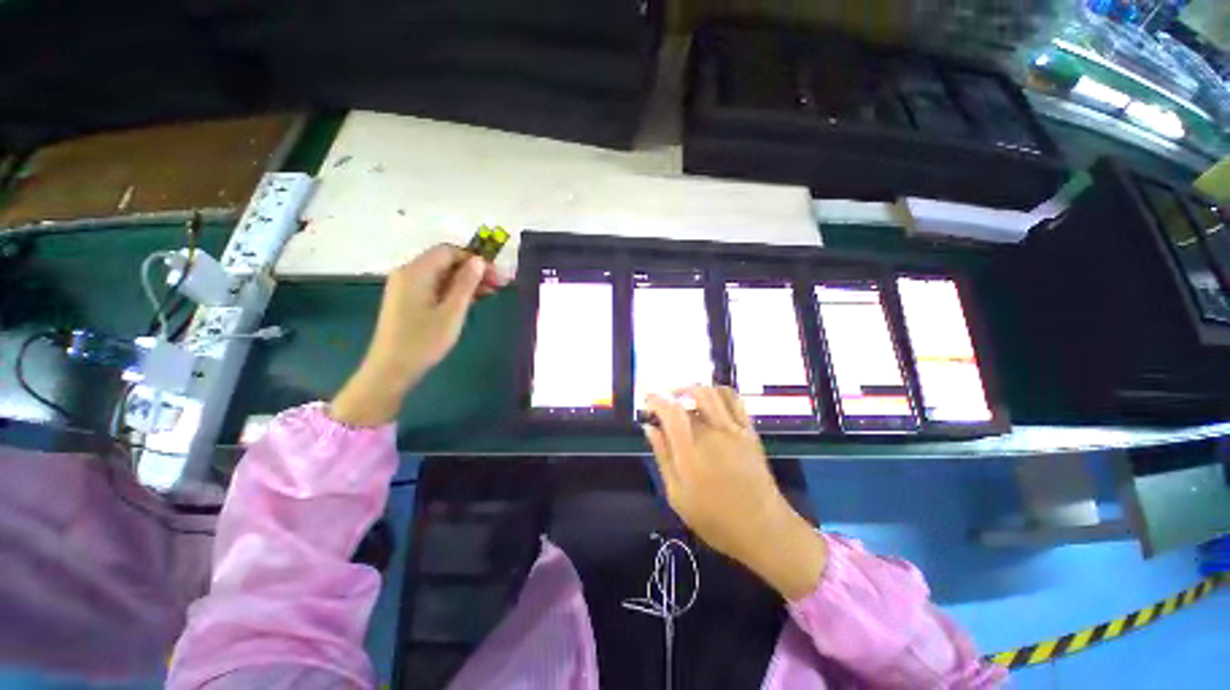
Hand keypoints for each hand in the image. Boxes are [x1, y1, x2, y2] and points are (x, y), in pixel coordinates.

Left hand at [330, 245, 504, 425]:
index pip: (449, 251)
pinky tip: (471, 301)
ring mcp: (405, 287)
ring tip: (490, 294)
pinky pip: (434, 286)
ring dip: (466, 281)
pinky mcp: (407, 300)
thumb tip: (478, 261)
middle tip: (499, 286)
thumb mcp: (452, 312)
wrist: (391, 369)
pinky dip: (453, 290)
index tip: (496, 276)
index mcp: (416, 272)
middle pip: (445, 261)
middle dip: (473, 271)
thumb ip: (466, 284)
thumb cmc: (423, 341)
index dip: (475, 260)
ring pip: (441, 275)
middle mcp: (408, 273)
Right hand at [644, 386, 826, 600]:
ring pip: (714, 393)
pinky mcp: (749, 432)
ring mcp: (735, 430)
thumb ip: (663, 456)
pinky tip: (710, 402)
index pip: (671, 411)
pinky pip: (735, 400)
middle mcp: (713, 432)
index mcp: (691, 450)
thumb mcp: (677, 494)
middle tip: (665, 404)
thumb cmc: (714, 518)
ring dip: (695, 389)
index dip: (656, 400)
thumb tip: (650, 428)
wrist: (763, 528)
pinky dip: (719, 393)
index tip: (648, 401)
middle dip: (674, 393)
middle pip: (693, 395)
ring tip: (685, 398)